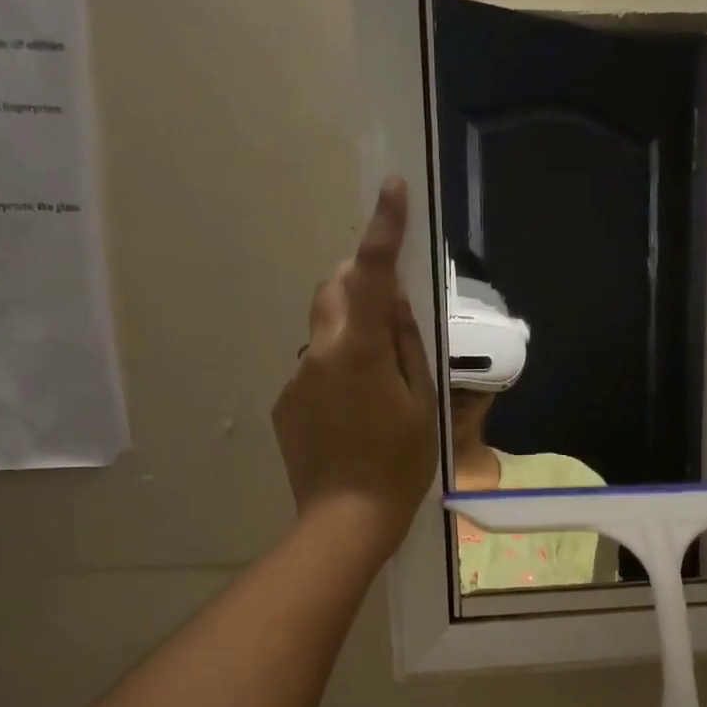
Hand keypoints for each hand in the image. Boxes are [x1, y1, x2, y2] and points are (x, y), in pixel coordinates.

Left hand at [271, 176, 438, 561]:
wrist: (346, 519)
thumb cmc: (399, 464)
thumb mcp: (421, 404)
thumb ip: (406, 345)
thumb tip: (395, 301)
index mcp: (359, 350)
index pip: (372, 275)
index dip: (383, 229)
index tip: (391, 187)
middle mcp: (319, 352)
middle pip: (334, 292)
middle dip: (359, 283)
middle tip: (390, 310)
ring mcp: (296, 378)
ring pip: (324, 334)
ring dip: (349, 336)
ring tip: (376, 386)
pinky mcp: (285, 403)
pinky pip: (313, 369)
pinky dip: (335, 373)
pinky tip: (352, 415)